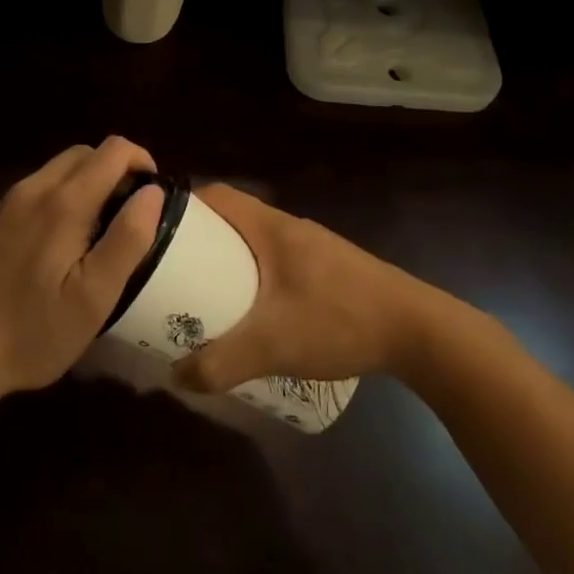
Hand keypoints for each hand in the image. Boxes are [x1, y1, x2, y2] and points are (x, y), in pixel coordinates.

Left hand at [0, 138, 163, 397]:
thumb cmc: (30, 331)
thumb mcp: (94, 298)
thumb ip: (128, 239)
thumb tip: (153, 192)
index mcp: (64, 202)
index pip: (114, 150)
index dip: (142, 162)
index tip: (152, 198)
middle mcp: (34, 189)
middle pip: (86, 153)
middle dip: (116, 172)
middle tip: (127, 218)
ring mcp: (7, 203)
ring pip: (59, 170)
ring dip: (88, 184)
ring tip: (97, 234)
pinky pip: (36, 191)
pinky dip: (60, 199)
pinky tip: (57, 247)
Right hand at [171, 183, 442, 393]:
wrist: (416, 329)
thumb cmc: (339, 319)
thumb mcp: (273, 344)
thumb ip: (222, 362)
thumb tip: (176, 376)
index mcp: (272, 227)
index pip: (219, 196)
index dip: (185, 207)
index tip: (157, 233)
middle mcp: (290, 227)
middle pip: (234, 220)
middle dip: (201, 242)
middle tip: (173, 275)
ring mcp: (312, 247)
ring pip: (256, 244)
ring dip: (229, 262)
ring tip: (204, 297)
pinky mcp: (328, 269)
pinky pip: (277, 262)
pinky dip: (255, 277)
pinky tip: (254, 314)